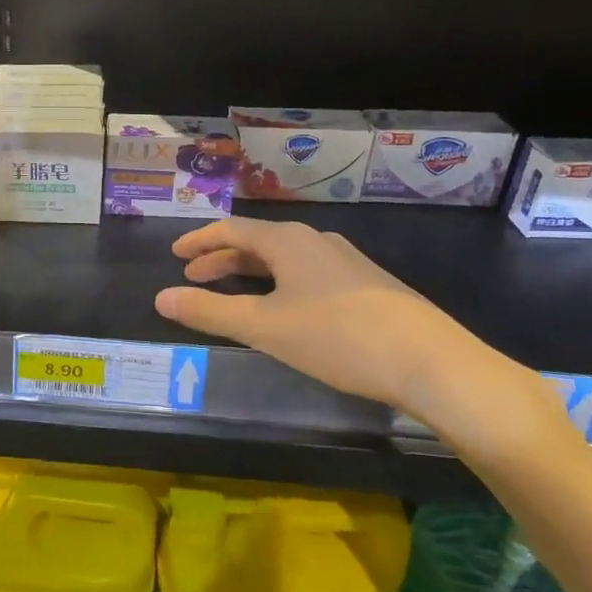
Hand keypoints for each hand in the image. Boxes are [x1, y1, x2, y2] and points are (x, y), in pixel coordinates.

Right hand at [153, 217, 500, 415]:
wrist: (429, 361)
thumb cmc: (336, 337)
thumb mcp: (263, 327)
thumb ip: (209, 312)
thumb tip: (161, 298)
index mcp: (288, 241)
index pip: (233, 229)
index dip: (201, 241)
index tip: (176, 254)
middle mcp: (316, 241)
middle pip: (259, 241)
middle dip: (223, 258)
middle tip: (194, 277)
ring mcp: (346, 262)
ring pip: (286, 258)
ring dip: (252, 271)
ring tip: (233, 292)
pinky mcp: (367, 285)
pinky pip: (308, 273)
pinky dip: (281, 283)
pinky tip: (285, 308)